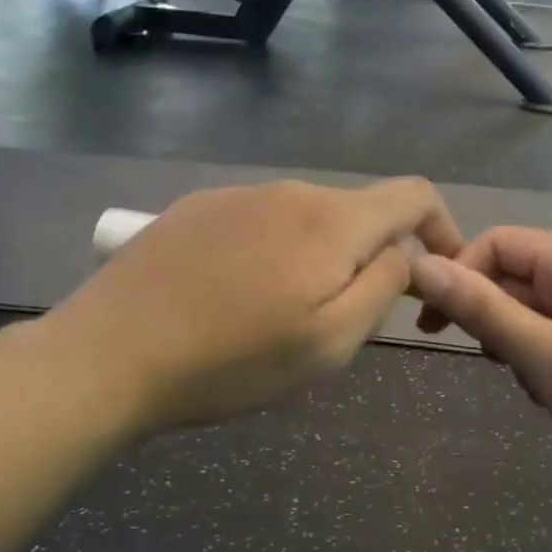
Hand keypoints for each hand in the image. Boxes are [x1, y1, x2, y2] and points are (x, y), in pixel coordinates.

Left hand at [55, 179, 462, 437]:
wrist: (110, 354)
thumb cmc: (233, 360)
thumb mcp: (332, 342)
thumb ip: (384, 286)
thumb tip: (404, 251)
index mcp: (331, 221)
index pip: (413, 194)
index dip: (441, 227)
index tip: (436, 271)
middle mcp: (288, 192)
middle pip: (356, 212)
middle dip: (371, 256)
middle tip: (344, 319)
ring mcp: (237, 196)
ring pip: (305, 220)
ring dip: (317, 258)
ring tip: (280, 317)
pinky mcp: (196, 209)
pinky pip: (258, 223)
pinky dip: (272, 253)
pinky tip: (234, 298)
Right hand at [410, 228, 551, 521]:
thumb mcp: (545, 358)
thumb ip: (482, 309)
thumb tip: (422, 265)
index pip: (500, 242)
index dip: (460, 274)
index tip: (432, 325)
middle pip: (519, 275)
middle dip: (494, 317)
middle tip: (490, 363)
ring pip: (539, 311)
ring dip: (520, 345)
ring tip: (536, 387)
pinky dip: (547, 361)